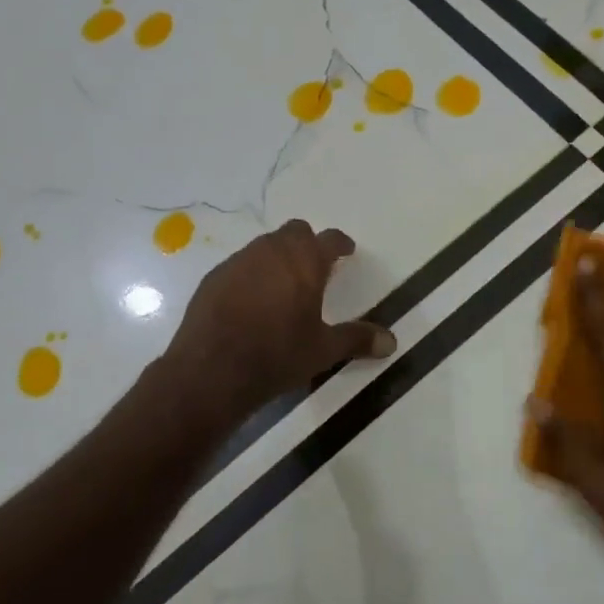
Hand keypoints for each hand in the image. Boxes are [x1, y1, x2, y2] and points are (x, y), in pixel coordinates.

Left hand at [162, 220, 396, 420]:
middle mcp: (272, 251)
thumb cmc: (277, 355)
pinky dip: (251, 274)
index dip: (340, 244)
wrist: (212, 370)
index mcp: (305, 261)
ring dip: (278, 256)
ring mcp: (239, 261)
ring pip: (265, 245)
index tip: (346, 251)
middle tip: (315, 266)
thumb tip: (391, 341)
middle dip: (307, 244)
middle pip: (295, 232)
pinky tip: (251, 300)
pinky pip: (240, 264)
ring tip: (284, 283)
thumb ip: (357, 339)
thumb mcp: (323, 351)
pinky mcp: (214, 277)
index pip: (329, 239)